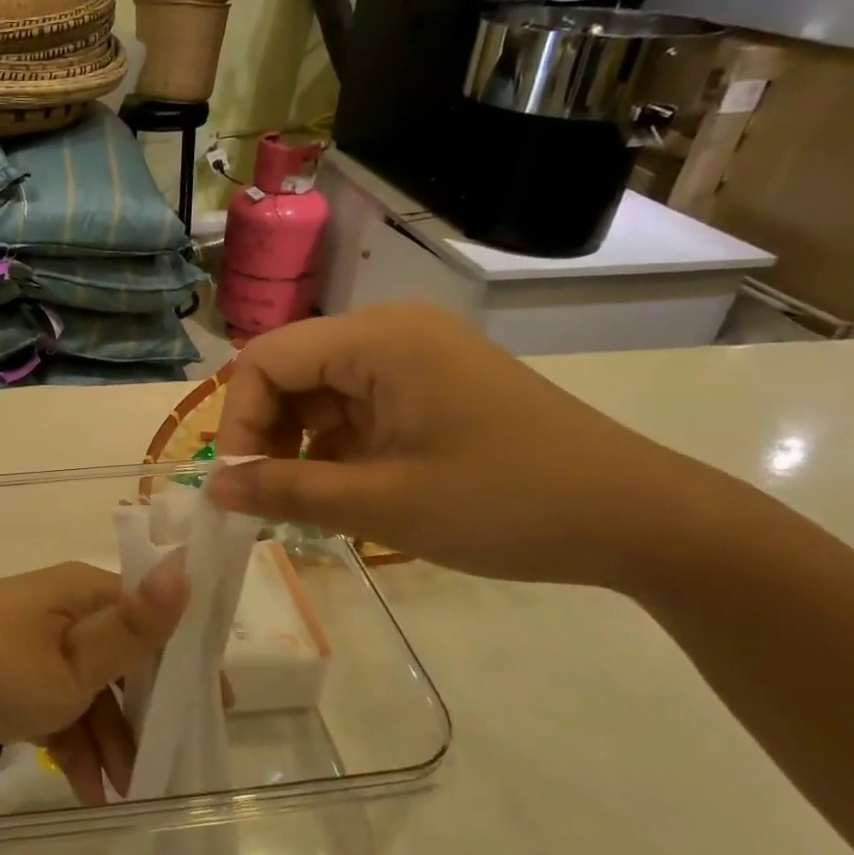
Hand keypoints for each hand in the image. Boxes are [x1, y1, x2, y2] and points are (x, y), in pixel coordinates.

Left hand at [0, 559, 187, 801]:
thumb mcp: (70, 664)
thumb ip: (132, 631)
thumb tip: (187, 568)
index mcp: (82, 592)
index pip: (152, 617)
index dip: (186, 661)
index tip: (215, 711)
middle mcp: (61, 609)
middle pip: (122, 656)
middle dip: (147, 711)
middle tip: (172, 764)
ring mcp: (29, 640)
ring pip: (88, 686)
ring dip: (109, 736)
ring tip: (127, 792)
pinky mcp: (4, 671)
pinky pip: (52, 702)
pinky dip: (71, 739)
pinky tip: (87, 789)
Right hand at [207, 304, 682, 587]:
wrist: (640, 522)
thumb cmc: (506, 504)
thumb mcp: (382, 503)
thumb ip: (286, 491)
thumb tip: (212, 489)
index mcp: (378, 339)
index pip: (266, 360)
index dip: (239, 422)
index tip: (240, 485)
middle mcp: (391, 332)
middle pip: (291, 372)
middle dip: (269, 435)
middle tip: (268, 500)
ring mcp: (416, 358)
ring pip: (322, 394)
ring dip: (302, 446)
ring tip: (309, 504)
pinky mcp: (434, 386)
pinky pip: (359, 408)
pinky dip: (339, 448)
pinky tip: (348, 492)